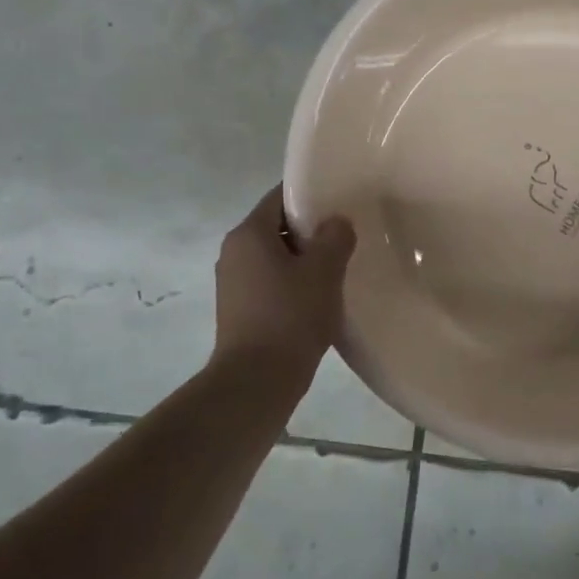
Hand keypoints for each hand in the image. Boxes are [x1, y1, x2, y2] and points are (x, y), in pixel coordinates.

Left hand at [211, 186, 355, 377]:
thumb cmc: (290, 317)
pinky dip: (292, 285)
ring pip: (275, 258)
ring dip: (303, 261)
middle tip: (345, 239)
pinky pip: (270, 283)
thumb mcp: (324, 271)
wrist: (256, 381)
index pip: (280, 197)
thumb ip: (335, 237)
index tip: (340, 205)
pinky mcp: (239, 310)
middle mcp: (233, 252)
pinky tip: (317, 300)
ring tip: (336, 271)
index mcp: (248, 234)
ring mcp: (233, 283)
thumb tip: (336, 222)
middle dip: (311, 232)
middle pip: (277, 227)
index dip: (311, 197)